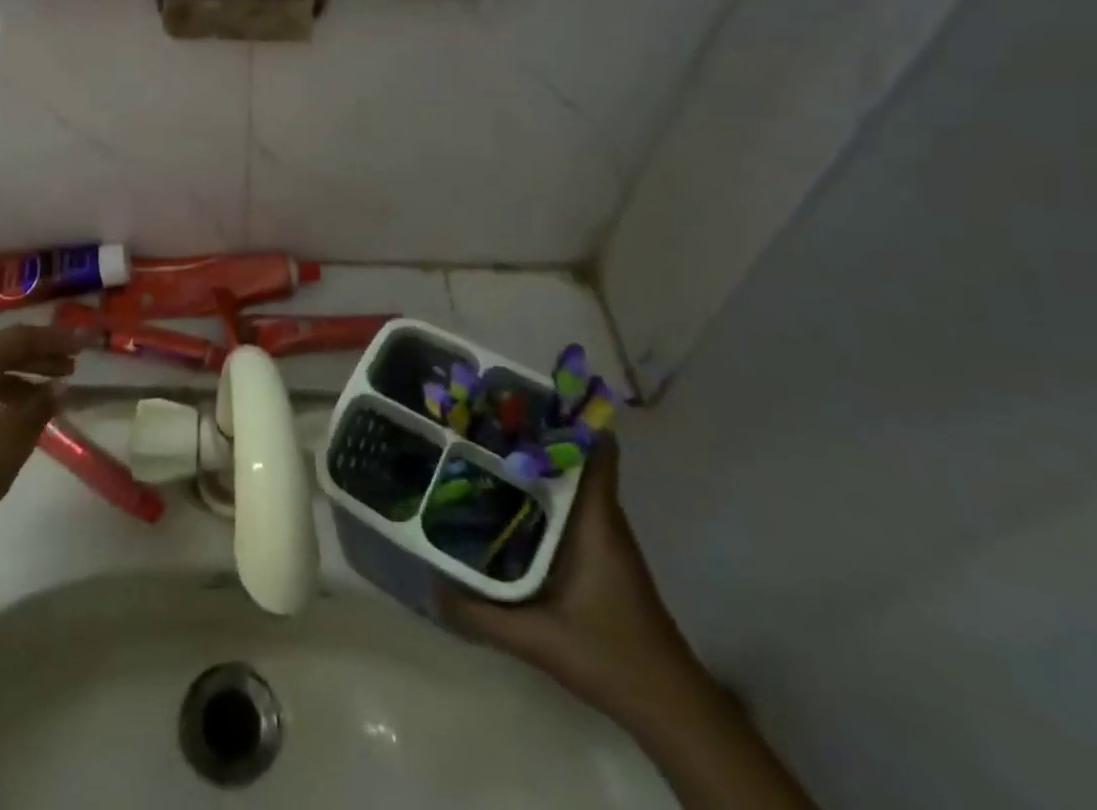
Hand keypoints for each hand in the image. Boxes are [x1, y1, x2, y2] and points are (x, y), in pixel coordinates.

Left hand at [0, 324, 83, 564]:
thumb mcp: (7, 444)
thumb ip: (37, 409)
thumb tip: (57, 386)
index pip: (18, 337)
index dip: (54, 338)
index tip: (85, 345)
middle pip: (0, 350)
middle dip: (39, 355)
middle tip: (73, 367)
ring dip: (21, 377)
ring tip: (50, 395)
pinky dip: (0, 396)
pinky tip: (14, 418)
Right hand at [439, 440, 704, 729]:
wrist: (667, 705)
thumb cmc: (607, 653)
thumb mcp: (536, 638)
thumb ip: (479, 614)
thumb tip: (428, 587)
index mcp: (592, 517)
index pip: (594, 446)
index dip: (566, 413)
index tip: (522, 392)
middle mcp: (600, 514)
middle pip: (572, 453)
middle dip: (532, 430)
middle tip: (482, 414)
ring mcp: (602, 532)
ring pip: (568, 477)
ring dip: (534, 460)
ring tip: (483, 445)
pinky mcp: (599, 551)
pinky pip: (567, 502)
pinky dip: (540, 489)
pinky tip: (504, 497)